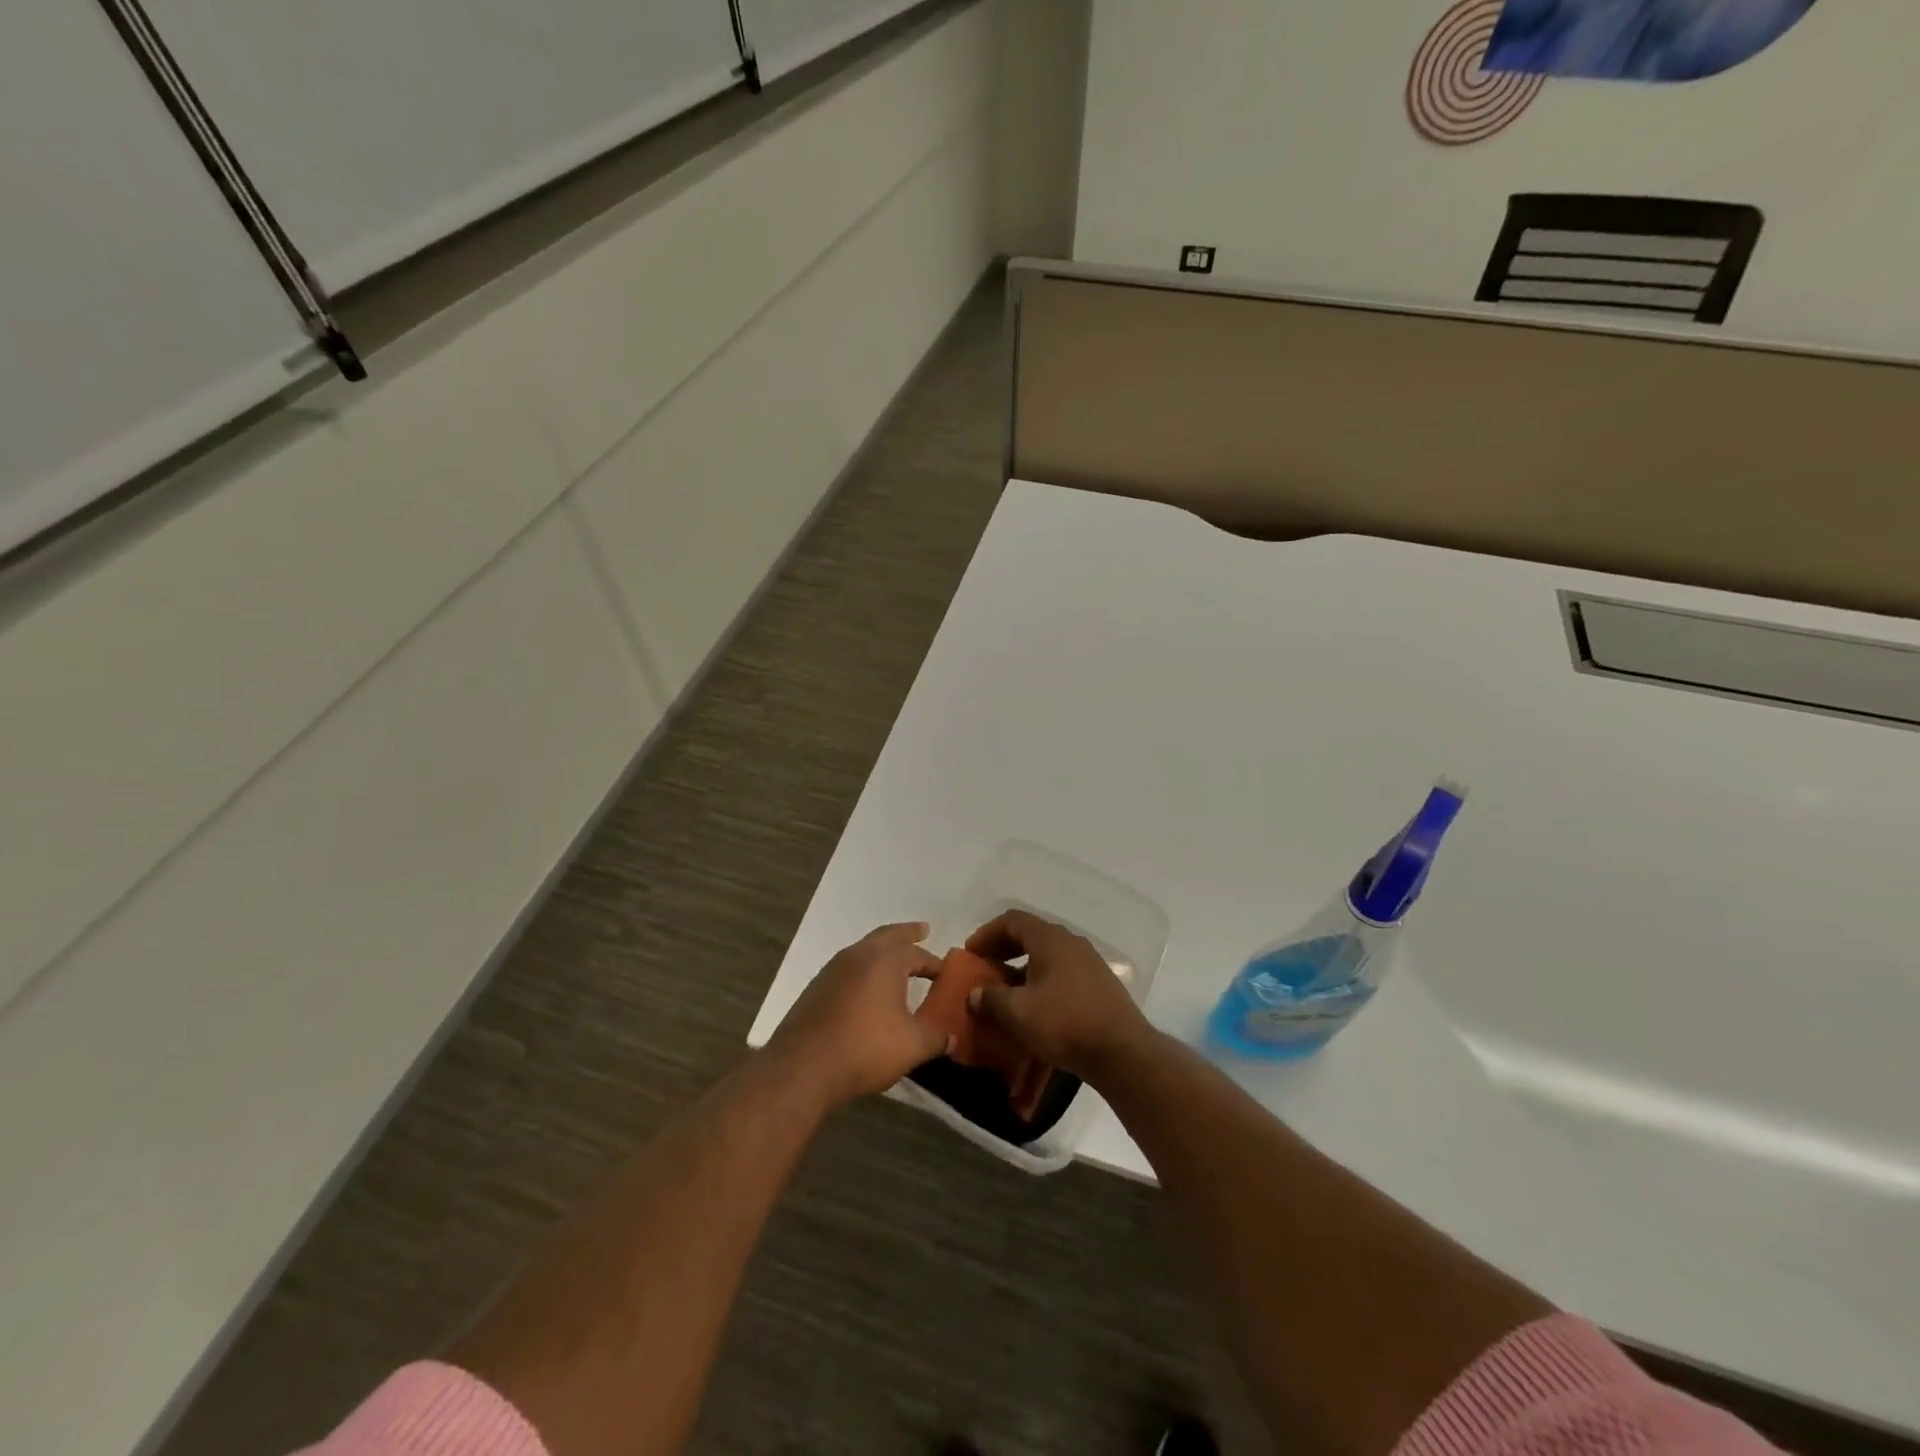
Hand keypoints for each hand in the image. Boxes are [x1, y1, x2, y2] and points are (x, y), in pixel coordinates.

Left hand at [765, 923, 949, 1110]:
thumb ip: (935, 1038)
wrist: (802, 1068)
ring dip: (882, 952)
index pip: (916, 953)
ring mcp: (832, 970)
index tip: (945, 972)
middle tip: (922, 931)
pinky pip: (847, 969)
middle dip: (906, 934)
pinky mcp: (816, 989)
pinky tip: (867, 990)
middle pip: (887, 936)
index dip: (933, 962)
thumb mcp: (911, 1046)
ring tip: (895, 963)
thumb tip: (952, 1038)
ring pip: (863, 950)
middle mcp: (858, 955)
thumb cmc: (865, 1048)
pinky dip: (863, 971)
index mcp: (885, 960)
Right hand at [964, 910, 1150, 1080]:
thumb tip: (975, 993)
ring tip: (1005, 993)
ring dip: (1022, 969)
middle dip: (1003, 951)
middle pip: (1030, 935)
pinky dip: (1041, 982)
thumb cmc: (1065, 1023)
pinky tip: (1035, 1008)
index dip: (987, 933)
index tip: (970, 954)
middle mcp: (1070, 942)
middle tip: (984, 970)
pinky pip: (1061, 973)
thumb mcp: (1018, 1013)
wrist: (1122, 1052)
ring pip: (1047, 956)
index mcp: (1050, 939)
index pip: (1012, 920)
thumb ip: (991, 999)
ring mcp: (1088, 962)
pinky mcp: (1099, 984)